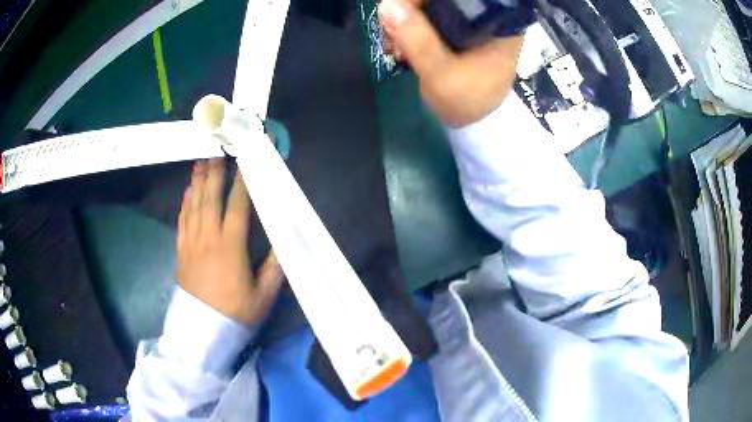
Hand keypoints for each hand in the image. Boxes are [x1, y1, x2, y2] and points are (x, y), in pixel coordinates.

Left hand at [176, 159, 283, 326]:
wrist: (202, 332)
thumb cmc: (234, 313)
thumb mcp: (263, 296)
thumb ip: (274, 268)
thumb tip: (283, 242)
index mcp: (230, 246)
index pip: (237, 206)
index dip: (242, 182)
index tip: (244, 162)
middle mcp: (208, 238)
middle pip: (211, 198)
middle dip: (214, 173)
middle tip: (216, 150)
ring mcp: (192, 243)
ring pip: (194, 205)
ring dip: (198, 182)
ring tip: (200, 162)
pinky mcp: (181, 251)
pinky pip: (182, 220)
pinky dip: (185, 203)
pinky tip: (187, 192)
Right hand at [379, 0, 523, 126]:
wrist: (475, 120)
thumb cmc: (467, 100)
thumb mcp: (441, 74)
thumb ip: (417, 39)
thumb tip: (387, 4)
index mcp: (493, 21)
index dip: (420, 0)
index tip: (398, 15)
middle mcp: (482, 14)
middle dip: (407, 11)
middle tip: (392, 38)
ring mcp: (468, 20)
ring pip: (429, 5)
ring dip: (405, 21)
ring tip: (396, 48)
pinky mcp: (456, 27)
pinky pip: (426, 16)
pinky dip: (409, 27)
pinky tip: (402, 45)